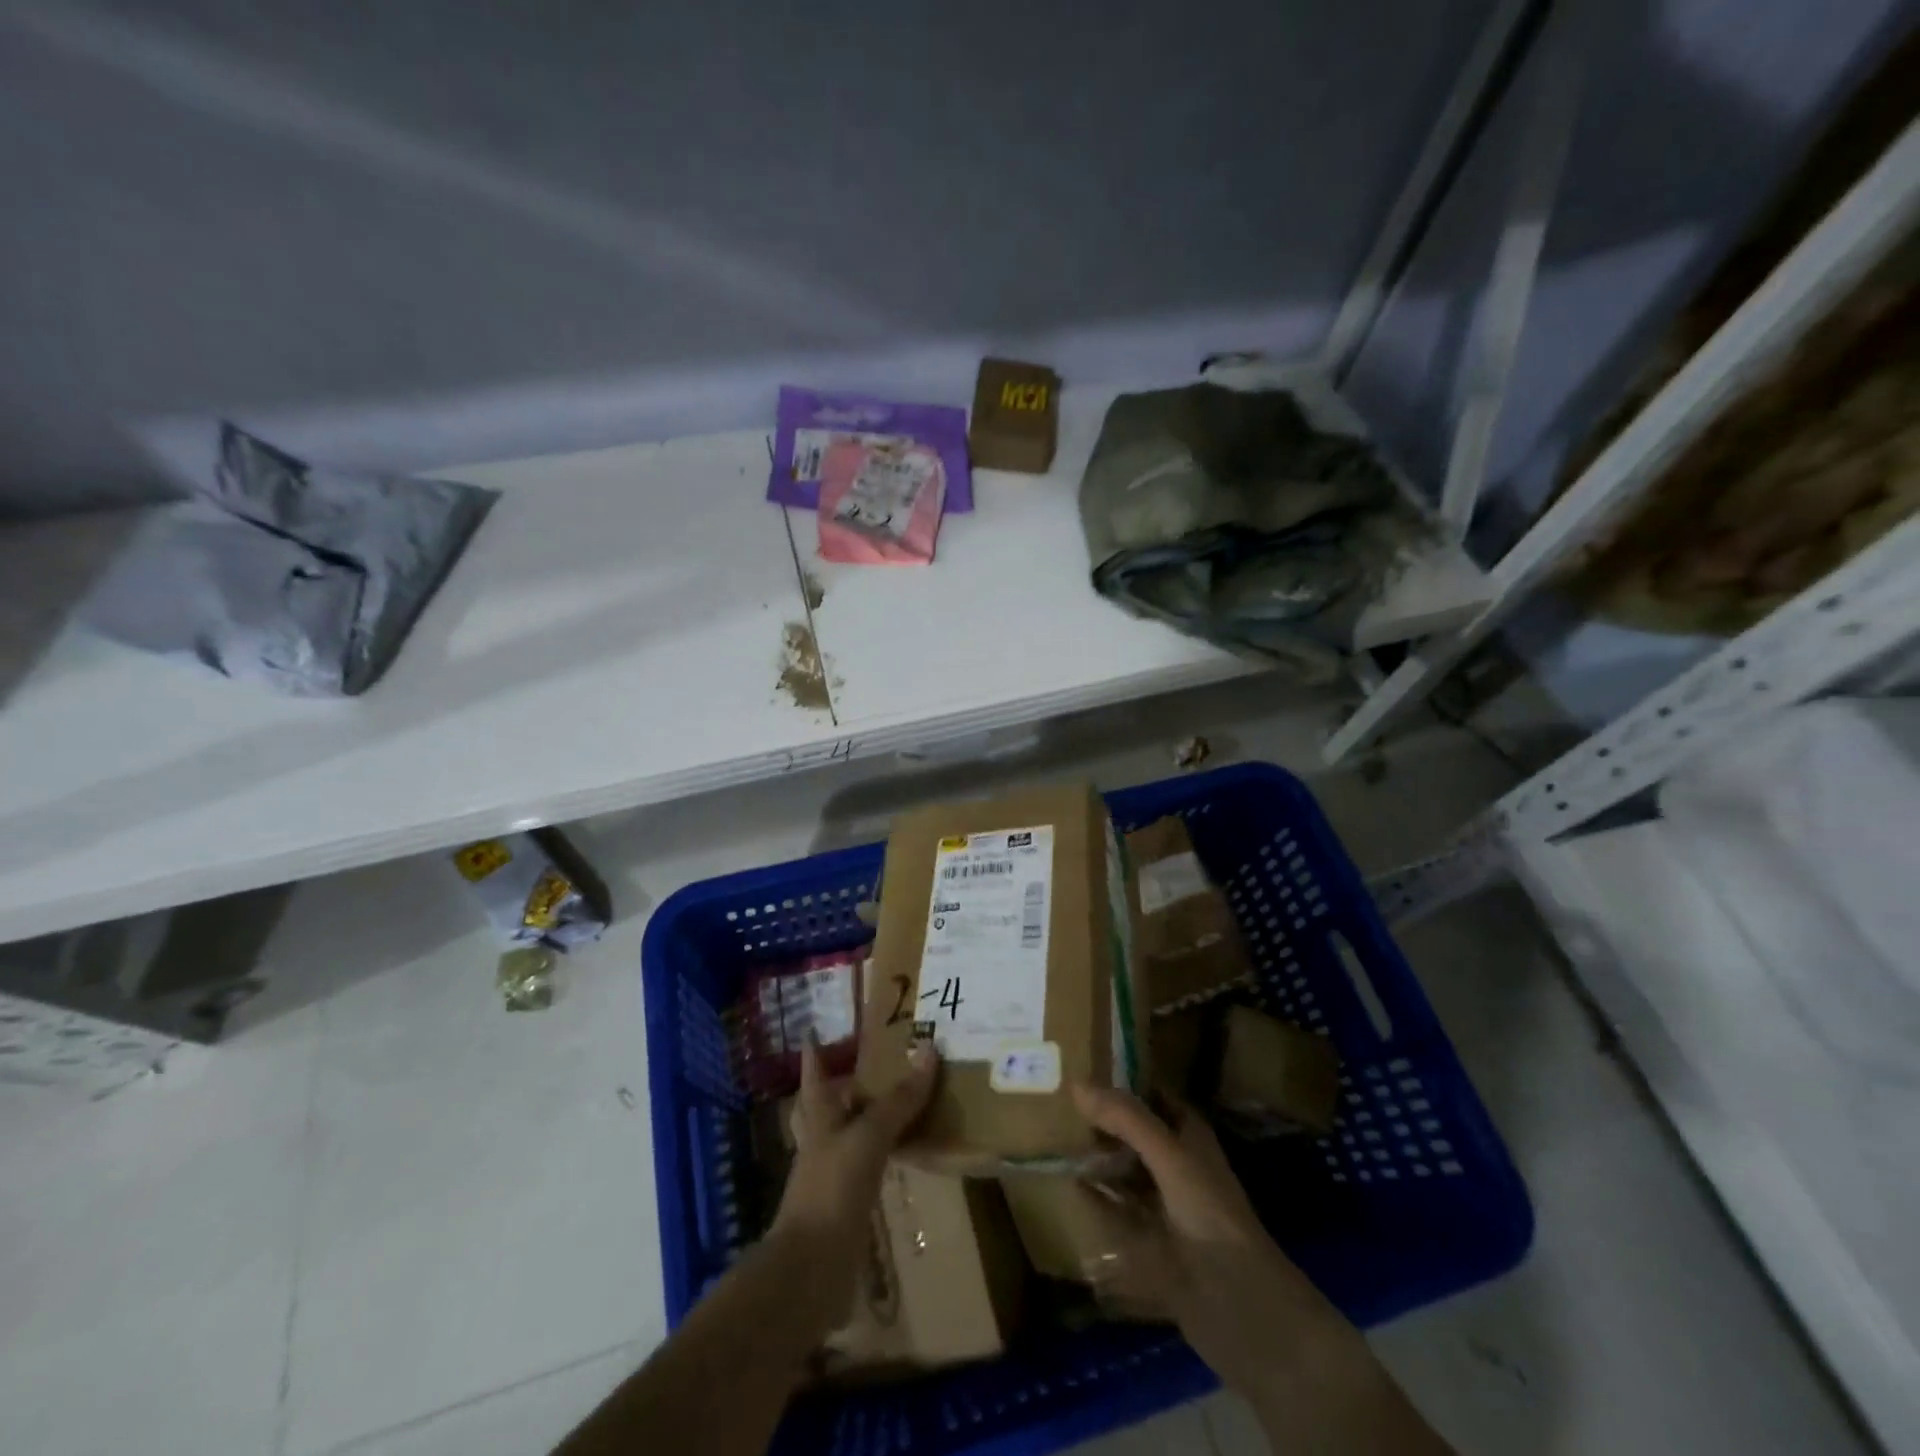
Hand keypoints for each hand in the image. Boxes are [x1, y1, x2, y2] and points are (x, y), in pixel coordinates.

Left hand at [771, 1038, 938, 1324]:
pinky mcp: (847, 1203)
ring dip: (867, 1117)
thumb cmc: (832, 1189)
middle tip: (868, 1060)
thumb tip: (929, 1050)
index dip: (814, 1053)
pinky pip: (867, 1166)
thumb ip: (899, 1100)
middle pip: (827, 1104)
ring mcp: (832, 1174)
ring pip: (849, 1134)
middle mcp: (822, 1141)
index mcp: (819, 1118)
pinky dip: (882, 1154)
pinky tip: (901, 1151)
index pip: (814, 1076)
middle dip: (842, 1083)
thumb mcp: (868, 1137)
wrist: (811, 1270)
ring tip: (894, 1099)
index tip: (814, 1029)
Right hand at [1072, 1084, 1359, 1402]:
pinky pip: (1117, 1214)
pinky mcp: (1153, 1245)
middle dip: (1103, 1119)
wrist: (1241, 1309)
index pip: (1154, 1096)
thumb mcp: (1171, 1157)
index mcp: (1189, 1138)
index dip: (1125, 1080)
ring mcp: (1165, 1207)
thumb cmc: (1211, 1216)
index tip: (1085, 1063)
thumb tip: (1077, 1083)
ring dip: (1097, 1159)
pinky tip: (1069, 1187)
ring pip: (1125, 1173)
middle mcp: (1177, 1166)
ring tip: (1054, 1137)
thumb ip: (1127, 1119)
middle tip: (1057, 1099)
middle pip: (1135, 1134)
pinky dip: (1097, 1200)